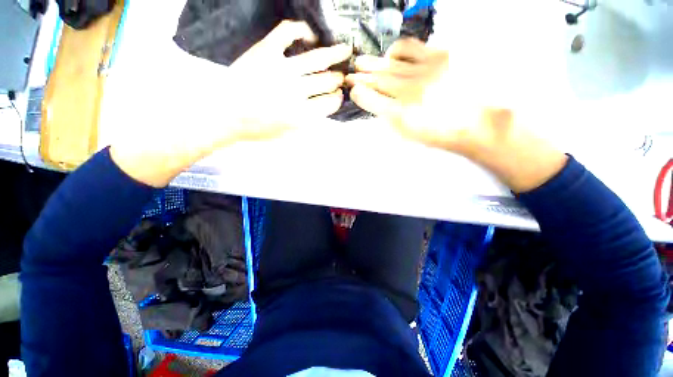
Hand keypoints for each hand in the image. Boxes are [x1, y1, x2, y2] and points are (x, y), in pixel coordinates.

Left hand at [224, 20, 351, 142]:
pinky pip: (288, 32)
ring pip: (317, 58)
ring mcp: (281, 68)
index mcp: (302, 114)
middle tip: (342, 76)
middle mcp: (296, 91)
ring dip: (335, 54)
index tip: (339, 95)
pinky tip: (310, 36)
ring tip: (345, 50)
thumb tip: (322, 109)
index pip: (330, 103)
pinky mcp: (265, 51)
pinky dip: (302, 30)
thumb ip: (308, 122)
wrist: (226, 116)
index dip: (337, 98)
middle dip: (338, 79)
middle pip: (327, 80)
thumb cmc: (258, 129)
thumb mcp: (288, 134)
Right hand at [346, 38, 566, 192]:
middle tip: (350, 73)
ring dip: (373, 63)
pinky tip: (391, 55)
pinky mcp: (442, 56)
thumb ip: (390, 118)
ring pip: (390, 63)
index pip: (372, 99)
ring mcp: (426, 71)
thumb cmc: (440, 133)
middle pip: (378, 79)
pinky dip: (397, 51)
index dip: (359, 92)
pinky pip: (411, 47)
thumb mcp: (410, 134)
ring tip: (361, 62)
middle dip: (361, 76)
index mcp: (402, 115)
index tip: (352, 89)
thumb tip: (376, 103)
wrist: (477, 122)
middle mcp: (410, 91)